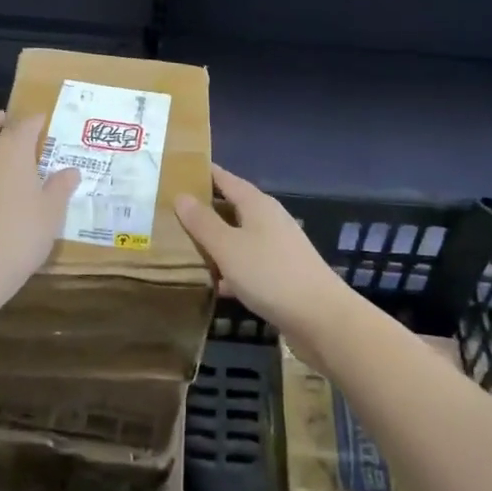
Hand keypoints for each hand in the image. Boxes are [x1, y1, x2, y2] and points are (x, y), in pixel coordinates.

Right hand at [175, 164, 354, 349]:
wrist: (322, 319)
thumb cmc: (270, 274)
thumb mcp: (228, 247)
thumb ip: (203, 222)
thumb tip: (181, 195)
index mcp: (257, 204)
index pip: (225, 179)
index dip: (202, 174)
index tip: (176, 171)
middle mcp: (269, 220)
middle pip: (232, 207)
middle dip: (204, 209)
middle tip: (169, 212)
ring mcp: (277, 248)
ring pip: (238, 237)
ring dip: (215, 241)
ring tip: (182, 247)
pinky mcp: (281, 275)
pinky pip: (247, 264)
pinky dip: (229, 269)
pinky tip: (212, 284)